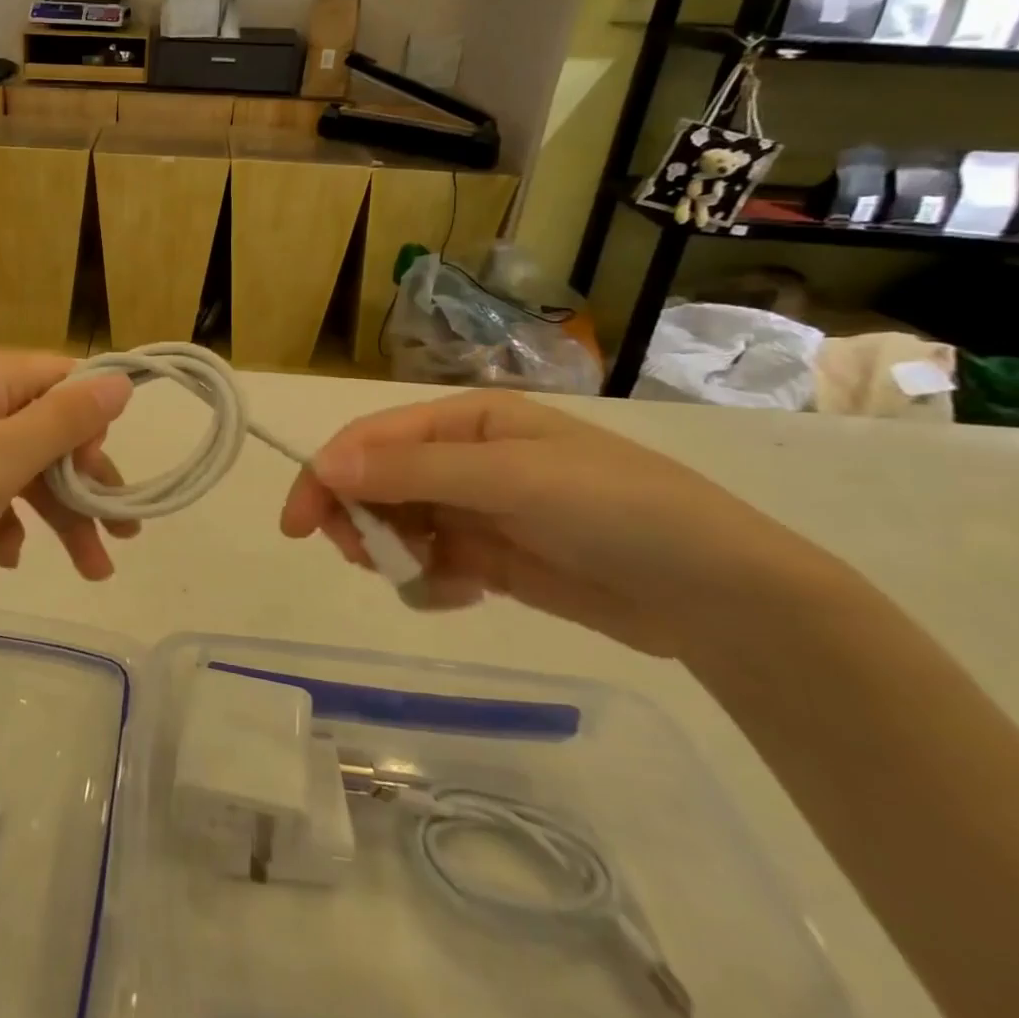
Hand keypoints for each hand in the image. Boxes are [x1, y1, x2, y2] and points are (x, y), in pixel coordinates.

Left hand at [0, 352, 136, 613]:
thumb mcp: (1, 460)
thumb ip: (66, 420)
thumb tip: (121, 379)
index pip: (64, 379)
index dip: (95, 424)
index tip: (109, 478)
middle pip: (47, 428)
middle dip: (85, 484)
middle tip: (121, 537)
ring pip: (21, 466)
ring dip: (57, 513)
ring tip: (90, 571)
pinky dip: (7, 519)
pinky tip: (7, 558)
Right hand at [279, 390, 836, 657]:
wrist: (720, 596)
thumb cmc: (616, 510)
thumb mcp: (510, 478)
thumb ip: (413, 472)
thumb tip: (323, 466)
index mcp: (466, 420)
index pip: (373, 439)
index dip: (328, 473)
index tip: (298, 522)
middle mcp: (464, 459)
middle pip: (377, 481)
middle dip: (358, 516)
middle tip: (362, 557)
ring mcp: (477, 510)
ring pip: (398, 525)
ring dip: (391, 551)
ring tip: (419, 579)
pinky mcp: (492, 559)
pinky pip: (430, 564)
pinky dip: (428, 582)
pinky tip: (459, 596)